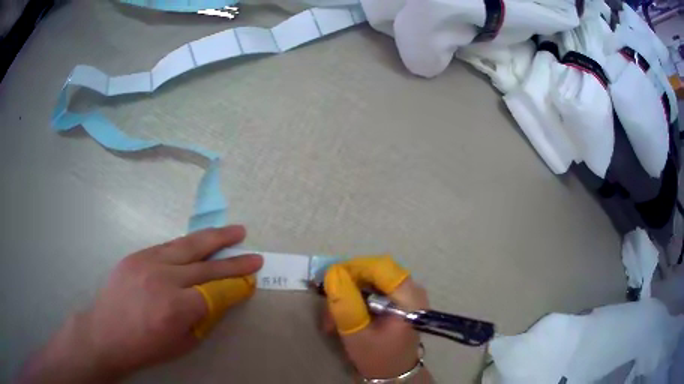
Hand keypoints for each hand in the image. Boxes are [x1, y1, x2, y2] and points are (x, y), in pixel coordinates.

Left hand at [18, 225, 262, 383]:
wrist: (106, 332)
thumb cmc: (146, 346)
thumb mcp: (182, 343)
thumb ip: (204, 318)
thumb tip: (221, 299)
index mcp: (176, 308)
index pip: (217, 291)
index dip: (237, 286)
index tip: (252, 281)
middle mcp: (163, 279)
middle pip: (206, 265)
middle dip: (234, 260)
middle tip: (254, 254)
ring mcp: (147, 262)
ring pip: (188, 245)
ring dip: (214, 238)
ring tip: (235, 231)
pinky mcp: (137, 255)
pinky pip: (168, 246)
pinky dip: (188, 244)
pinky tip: (200, 242)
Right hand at [322, 256, 430, 381]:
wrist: (394, 373)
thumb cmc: (378, 358)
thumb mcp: (356, 334)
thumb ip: (345, 304)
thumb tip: (333, 273)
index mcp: (409, 298)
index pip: (380, 267)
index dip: (353, 268)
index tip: (330, 282)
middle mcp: (412, 289)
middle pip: (375, 272)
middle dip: (347, 285)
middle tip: (328, 305)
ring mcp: (407, 294)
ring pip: (372, 280)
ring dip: (349, 294)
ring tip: (332, 319)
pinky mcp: (400, 299)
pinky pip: (375, 289)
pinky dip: (357, 299)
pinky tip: (345, 316)